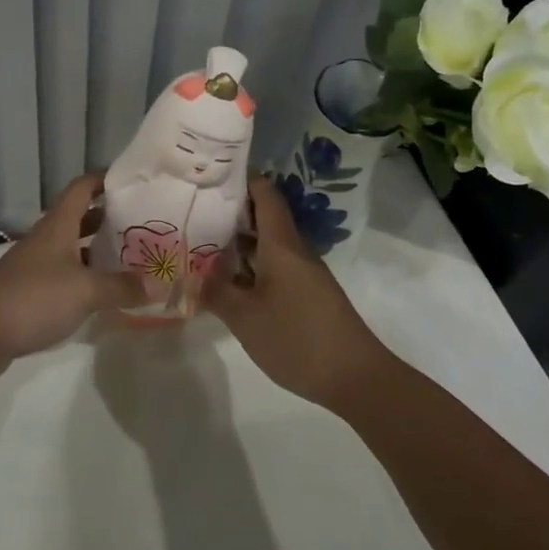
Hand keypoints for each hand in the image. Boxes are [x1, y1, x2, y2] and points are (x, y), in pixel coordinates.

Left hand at [0, 173, 144, 376]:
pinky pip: (66, 277)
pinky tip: (105, 293)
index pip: (82, 188)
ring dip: (99, 251)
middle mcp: (46, 240)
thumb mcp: (85, 291)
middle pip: (80, 218)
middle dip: (109, 218)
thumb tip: (160, 286)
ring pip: (73, 249)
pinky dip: (86, 279)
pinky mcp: (30, 293)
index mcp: (58, 226)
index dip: (105, 179)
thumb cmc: (33, 299)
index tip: (133, 181)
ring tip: (133, 258)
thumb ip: (122, 287)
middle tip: (144, 224)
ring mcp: (36, 267)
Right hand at [201, 176, 390, 411]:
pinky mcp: (307, 295)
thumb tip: (192, 274)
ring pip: (268, 244)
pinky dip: (250, 264)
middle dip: (232, 210)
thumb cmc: (298, 339)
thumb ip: (216, 293)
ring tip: (202, 239)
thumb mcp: (245, 318)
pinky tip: (228, 278)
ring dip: (239, 240)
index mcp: (282, 245)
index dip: (243, 178)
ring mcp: (303, 274)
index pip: (265, 195)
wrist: (356, 378)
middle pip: (264, 217)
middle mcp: (294, 251)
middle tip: (194, 207)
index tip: (212, 172)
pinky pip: (274, 266)